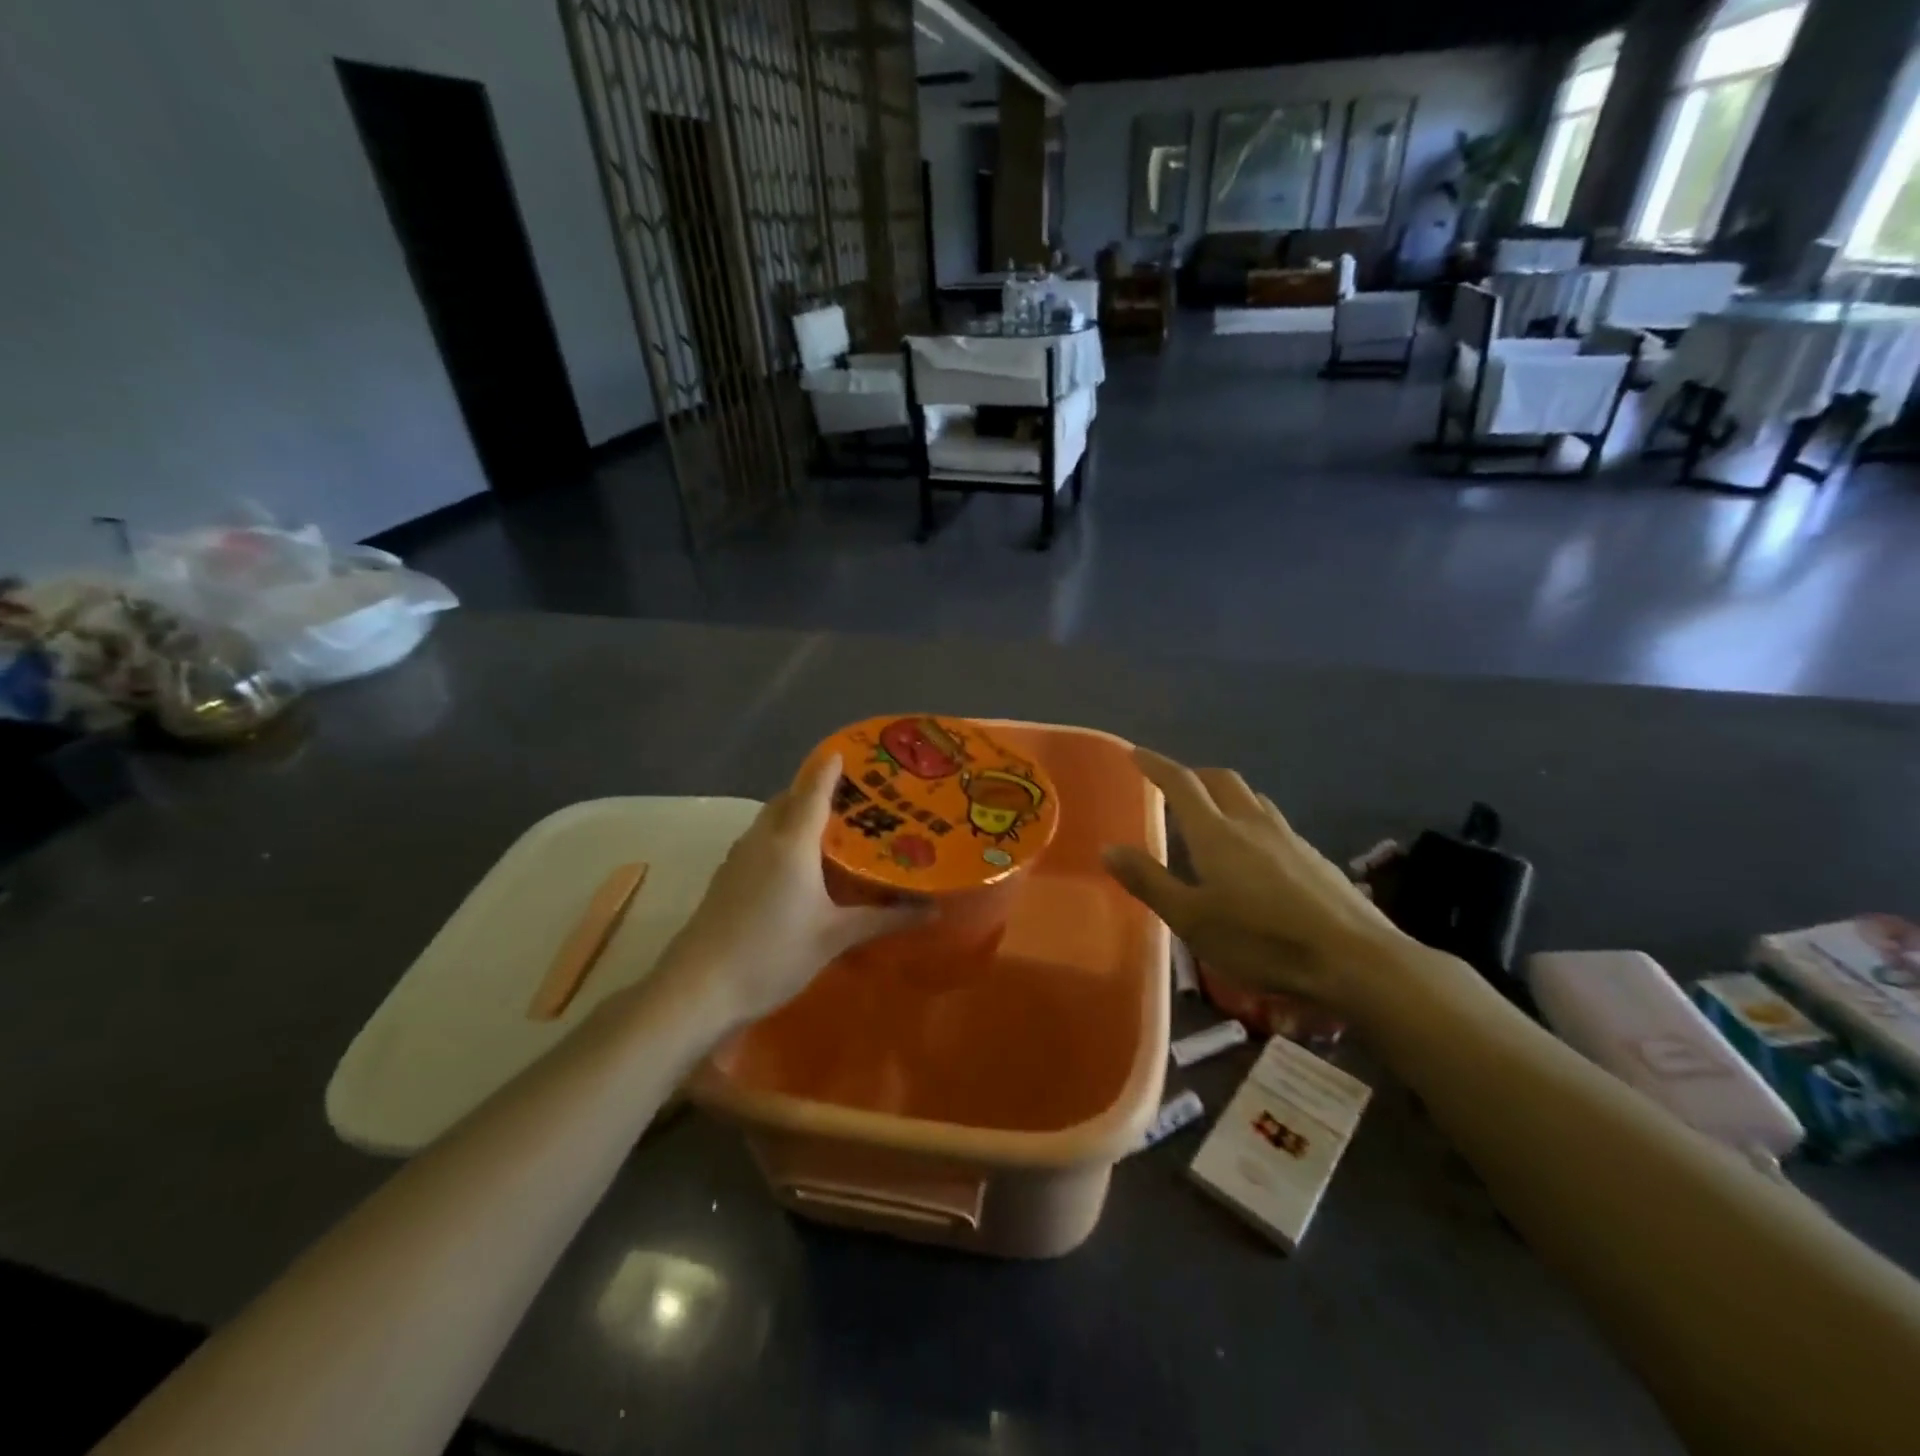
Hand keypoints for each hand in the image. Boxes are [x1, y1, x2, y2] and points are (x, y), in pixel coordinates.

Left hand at [651, 754, 928, 1029]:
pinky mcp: (726, 877)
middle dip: (816, 789)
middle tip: (854, 797)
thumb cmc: (773, 954)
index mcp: (792, 842)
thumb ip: (884, 918)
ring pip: (771, 819)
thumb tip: (933, 909)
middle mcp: (763, 838)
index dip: (830, 769)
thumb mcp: (835, 937)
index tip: (849, 751)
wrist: (698, 988)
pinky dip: (781, 836)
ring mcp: (739, 857)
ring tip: (832, 826)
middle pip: (789, 798)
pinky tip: (799, 864)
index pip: (813, 790)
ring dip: (796, 813)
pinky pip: (760, 840)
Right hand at [1102, 748, 1411, 1016]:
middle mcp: (1252, 823)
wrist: (1355, 959)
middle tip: (1173, 788)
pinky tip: (1255, 856)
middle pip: (1220, 780)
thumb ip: (1149, 881)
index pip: (1180, 783)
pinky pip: (1274, 823)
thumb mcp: (1191, 920)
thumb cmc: (1262, 941)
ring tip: (1212, 818)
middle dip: (1193, 776)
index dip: (1155, 765)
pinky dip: (1252, 822)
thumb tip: (1109, 847)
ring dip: (1225, 796)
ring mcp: (1289, 838)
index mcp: (1216, 834)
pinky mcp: (1314, 858)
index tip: (1136, 753)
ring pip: (1252, 799)